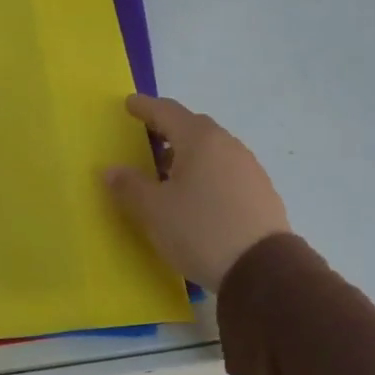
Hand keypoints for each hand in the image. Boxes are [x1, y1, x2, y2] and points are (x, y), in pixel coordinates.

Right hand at [103, 94, 289, 290]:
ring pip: (211, 150)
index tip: (129, 104)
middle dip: (166, 130)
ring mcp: (248, 167)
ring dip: (186, 154)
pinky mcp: (260, 191)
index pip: (166, 112)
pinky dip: (205, 172)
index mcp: (199, 140)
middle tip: (145, 139)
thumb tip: (112, 169)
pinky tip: (195, 196)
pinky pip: (224, 170)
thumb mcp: (153, 211)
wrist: (262, 270)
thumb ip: (129, 186)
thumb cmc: (200, 230)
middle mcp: (227, 145)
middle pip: (192, 127)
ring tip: (166, 173)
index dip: (145, 107)